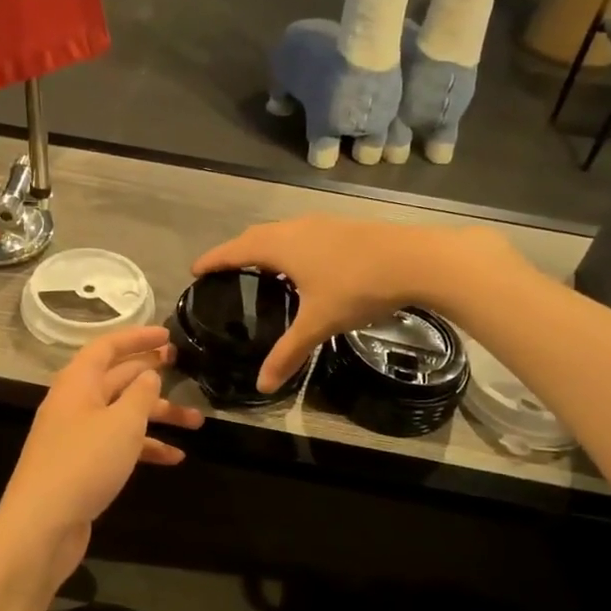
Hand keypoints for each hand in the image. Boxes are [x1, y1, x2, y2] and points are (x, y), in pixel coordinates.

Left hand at [0, 327, 202, 591]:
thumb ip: (140, 394)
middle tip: (184, 368)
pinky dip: (144, 447)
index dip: (137, 337)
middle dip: (151, 374)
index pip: (107, 347)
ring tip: (197, 422)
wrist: (41, 526)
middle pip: (117, 379)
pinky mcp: (82, 465)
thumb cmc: (83, 464)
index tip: (168, 335)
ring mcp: (77, 436)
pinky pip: (118, 445)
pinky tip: (174, 458)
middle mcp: (75, 404)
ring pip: (122, 414)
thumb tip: (148, 373)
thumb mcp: (121, 423)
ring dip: (157, 415)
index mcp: (77, 383)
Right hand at [193, 217, 512, 392]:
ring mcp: (323, 224)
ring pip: (282, 232)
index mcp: (280, 246)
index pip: (235, 250)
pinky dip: (290, 247)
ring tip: (261, 269)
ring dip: (266, 246)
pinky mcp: (344, 228)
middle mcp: (296, 228)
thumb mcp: (318, 323)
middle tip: (225, 271)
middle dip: (237, 251)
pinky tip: (304, 266)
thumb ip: (289, 352)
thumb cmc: (356, 287)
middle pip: (256, 235)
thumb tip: (263, 385)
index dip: (213, 260)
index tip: (195, 269)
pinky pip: (303, 234)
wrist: (415, 259)